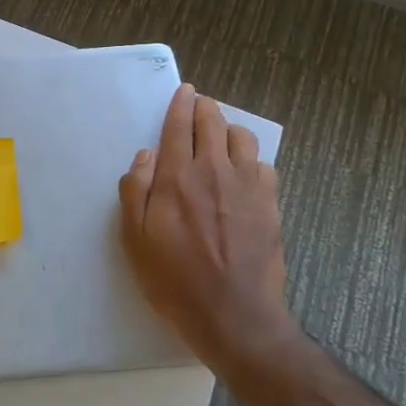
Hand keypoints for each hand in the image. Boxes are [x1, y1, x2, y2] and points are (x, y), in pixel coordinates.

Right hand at [119, 83, 297, 377]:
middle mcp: (214, 170)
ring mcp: (248, 185)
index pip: (179, 125)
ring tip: (220, 138)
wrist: (234, 315)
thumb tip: (145, 155)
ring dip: (228, 129)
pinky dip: (251, 160)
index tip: (184, 90)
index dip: (180, 103)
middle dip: (204, 107)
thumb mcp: (135, 239)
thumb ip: (135, 191)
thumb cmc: (174, 279)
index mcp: (177, 176)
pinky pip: (263, 165)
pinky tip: (243, 173)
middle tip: (198, 106)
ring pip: (242, 137)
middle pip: (212, 121)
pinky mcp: (271, 203)